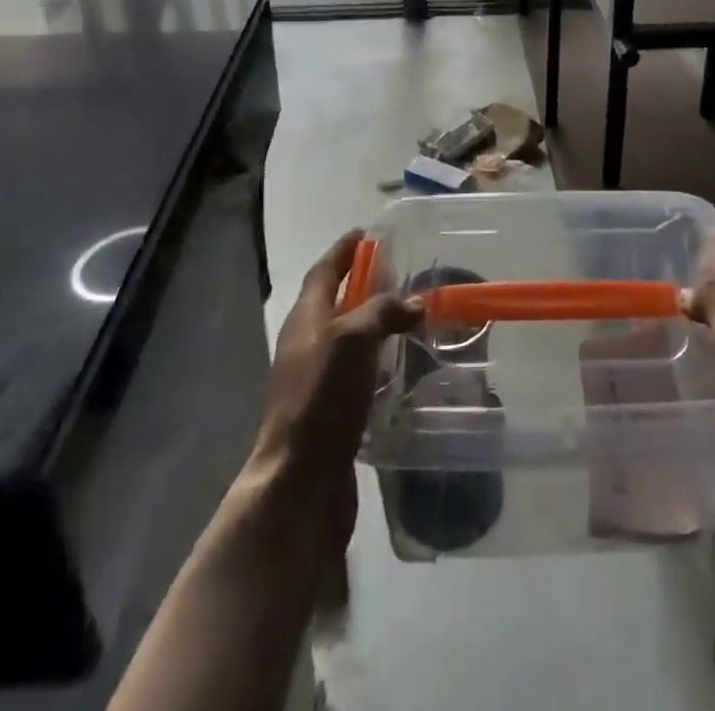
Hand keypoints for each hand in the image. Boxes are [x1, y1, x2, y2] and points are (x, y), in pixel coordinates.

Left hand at [244, 230, 421, 560]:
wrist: (299, 482)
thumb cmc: (322, 398)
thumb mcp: (354, 339)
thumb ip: (384, 311)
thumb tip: (416, 303)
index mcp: (306, 318)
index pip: (324, 270)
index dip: (344, 250)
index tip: (366, 233)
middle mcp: (307, 343)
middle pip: (334, 300)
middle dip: (362, 282)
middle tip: (398, 270)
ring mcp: (316, 378)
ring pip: (348, 335)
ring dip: (373, 320)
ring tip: (409, 313)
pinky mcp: (330, 409)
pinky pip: (356, 368)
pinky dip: (377, 356)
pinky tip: (400, 363)